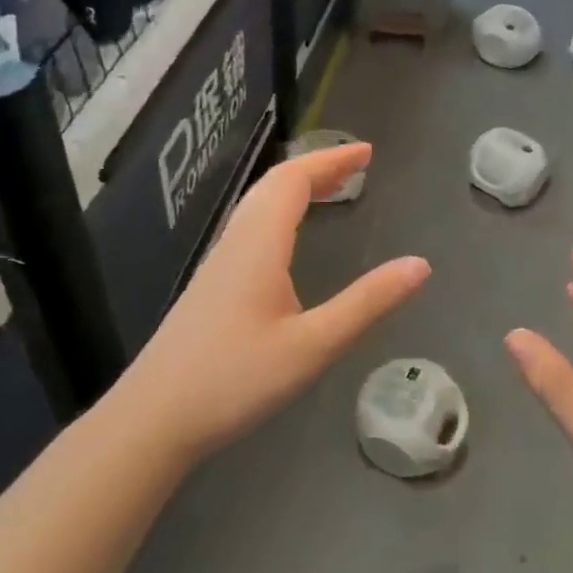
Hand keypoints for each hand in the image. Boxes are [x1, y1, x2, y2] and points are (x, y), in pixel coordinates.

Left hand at [121, 143, 429, 462]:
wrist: (152, 420)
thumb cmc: (234, 380)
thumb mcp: (312, 345)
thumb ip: (367, 304)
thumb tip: (420, 265)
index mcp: (260, 244)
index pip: (295, 180)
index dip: (331, 160)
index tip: (368, 152)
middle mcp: (236, 242)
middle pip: (275, 185)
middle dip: (317, 167)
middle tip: (356, 166)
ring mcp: (218, 263)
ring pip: (258, 204)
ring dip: (296, 187)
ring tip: (330, 189)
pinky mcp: (211, 285)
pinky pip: (250, 226)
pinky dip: (280, 210)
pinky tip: (288, 238)